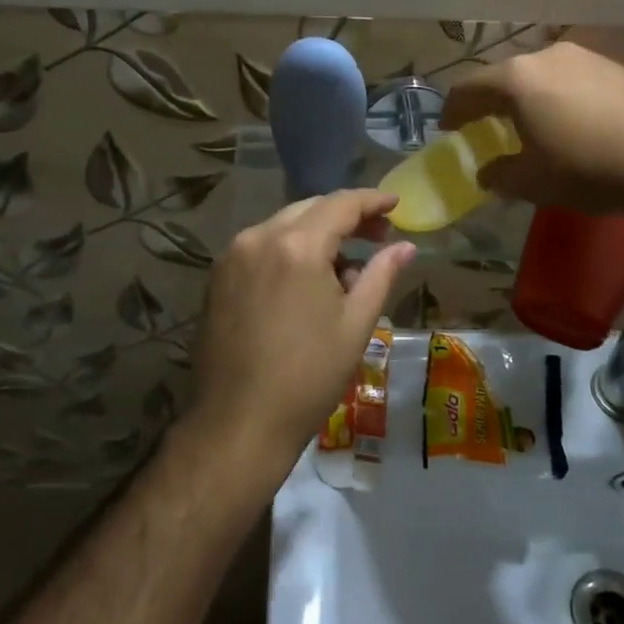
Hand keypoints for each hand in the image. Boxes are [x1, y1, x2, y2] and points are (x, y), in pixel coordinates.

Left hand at [185, 190, 416, 479]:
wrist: (239, 422)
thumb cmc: (308, 376)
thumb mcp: (356, 324)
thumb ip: (380, 275)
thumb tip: (405, 247)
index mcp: (296, 246)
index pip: (341, 205)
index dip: (372, 201)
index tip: (395, 204)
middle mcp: (259, 237)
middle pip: (310, 208)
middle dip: (345, 217)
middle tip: (378, 236)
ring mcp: (232, 255)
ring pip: (283, 225)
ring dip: (316, 233)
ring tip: (344, 266)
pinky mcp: (217, 276)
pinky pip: (261, 246)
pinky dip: (288, 250)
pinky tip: (306, 280)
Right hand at [440, 42, 623, 222]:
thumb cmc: (589, 169)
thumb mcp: (533, 182)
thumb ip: (499, 175)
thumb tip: (487, 173)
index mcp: (517, 79)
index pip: (467, 89)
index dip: (451, 111)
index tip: (447, 130)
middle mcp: (547, 56)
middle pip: (503, 77)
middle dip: (488, 104)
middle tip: (483, 129)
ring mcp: (585, 57)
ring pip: (539, 76)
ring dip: (524, 100)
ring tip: (528, 128)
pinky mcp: (616, 67)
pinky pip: (570, 80)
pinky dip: (556, 99)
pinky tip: (569, 125)